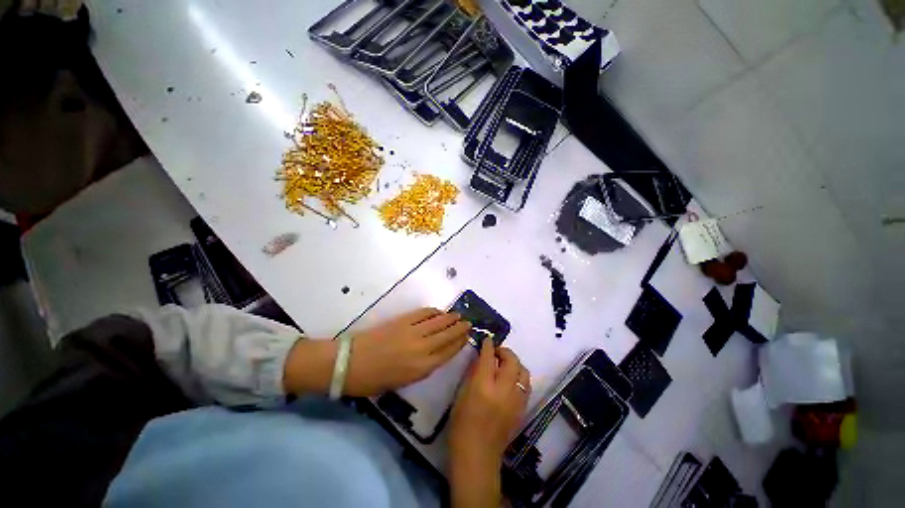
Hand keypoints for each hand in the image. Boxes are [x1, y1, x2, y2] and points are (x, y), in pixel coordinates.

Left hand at [344, 308, 470, 396]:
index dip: (460, 342)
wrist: (350, 363)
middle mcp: (422, 347)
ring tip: (459, 315)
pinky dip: (434, 312)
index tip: (468, 336)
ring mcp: (413, 331)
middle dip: (460, 328)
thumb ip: (422, 367)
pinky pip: (424, 313)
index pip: (448, 351)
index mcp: (422, 367)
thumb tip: (435, 353)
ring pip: (438, 322)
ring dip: (450, 318)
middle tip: (468, 323)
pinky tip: (439, 312)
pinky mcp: (403, 320)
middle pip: (447, 334)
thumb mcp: (403, 381)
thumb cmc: (374, 380)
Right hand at [448, 340, 530, 507]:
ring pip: (524, 372)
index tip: (487, 339)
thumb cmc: (461, 425)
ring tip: (505, 366)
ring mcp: (516, 401)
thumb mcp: (461, 395)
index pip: (489, 357)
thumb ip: (473, 373)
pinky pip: (526, 386)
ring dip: (515, 363)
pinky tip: (510, 381)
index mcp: (483, 387)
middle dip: (505, 351)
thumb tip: (481, 358)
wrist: (477, 456)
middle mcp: (503, 391)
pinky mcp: (522, 410)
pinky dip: (519, 377)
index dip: (488, 345)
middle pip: (512, 361)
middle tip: (496, 352)